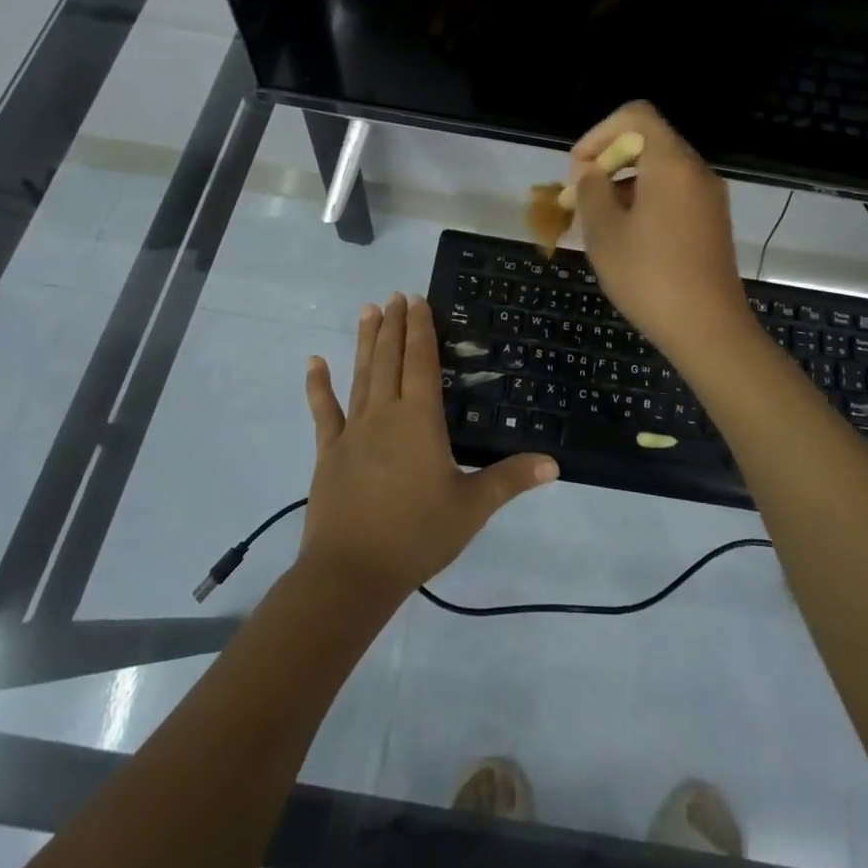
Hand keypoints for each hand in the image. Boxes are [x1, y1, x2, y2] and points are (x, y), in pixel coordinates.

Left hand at [300, 293, 556, 598]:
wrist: (352, 572)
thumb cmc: (417, 534)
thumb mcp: (472, 507)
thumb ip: (510, 479)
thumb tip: (553, 463)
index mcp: (420, 420)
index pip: (421, 362)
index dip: (420, 329)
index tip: (417, 300)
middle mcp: (385, 414)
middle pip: (390, 359)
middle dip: (394, 325)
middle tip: (396, 295)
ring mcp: (353, 431)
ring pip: (361, 375)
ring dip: (366, 342)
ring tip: (369, 310)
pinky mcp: (329, 452)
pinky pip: (324, 411)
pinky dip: (318, 385)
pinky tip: (313, 362)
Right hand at [568, 102, 757, 363]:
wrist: (709, 330)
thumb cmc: (650, 277)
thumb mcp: (605, 232)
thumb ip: (591, 191)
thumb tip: (590, 172)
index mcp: (672, 164)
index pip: (636, 115)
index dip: (599, 133)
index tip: (578, 169)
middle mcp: (696, 171)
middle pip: (649, 141)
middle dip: (608, 160)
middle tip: (581, 196)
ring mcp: (709, 198)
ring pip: (660, 170)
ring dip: (624, 183)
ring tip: (598, 221)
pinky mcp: (712, 222)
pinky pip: (674, 194)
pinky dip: (645, 200)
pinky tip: (627, 237)